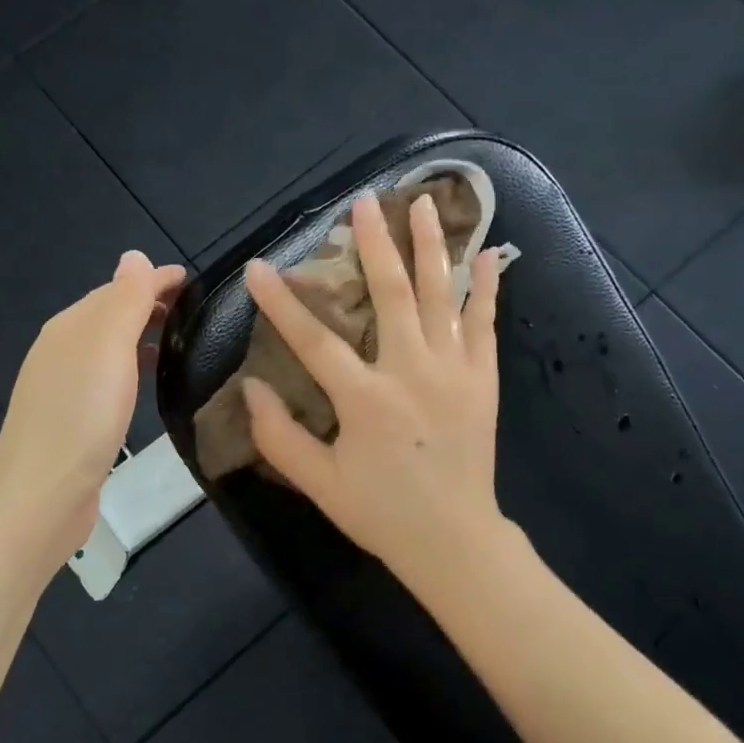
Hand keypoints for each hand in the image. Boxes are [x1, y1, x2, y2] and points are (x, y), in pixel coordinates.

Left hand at [0, 250, 185, 577]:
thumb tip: (134, 255)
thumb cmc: (81, 418)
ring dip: (141, 335)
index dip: (155, 281)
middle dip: (149, 304)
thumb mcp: (108, 349)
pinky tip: (146, 382)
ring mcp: (62, 387)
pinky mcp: (71, 420)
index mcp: (69, 327)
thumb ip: (125, 301)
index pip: (117, 289)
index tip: (196, 283)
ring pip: (108, 347)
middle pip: (110, 315)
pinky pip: (107, 376)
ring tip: (180, 341)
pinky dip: (131, 366)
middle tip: (196, 311)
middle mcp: (61, 350)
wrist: (41, 499)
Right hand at [242, 193, 504, 584]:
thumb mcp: (319, 483)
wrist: (454, 540)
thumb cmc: (381, 512)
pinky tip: (491, 254)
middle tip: (364, 202)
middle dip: (374, 243)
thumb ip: (279, 436)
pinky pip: (485, 324)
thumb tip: (251, 386)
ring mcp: (453, 371)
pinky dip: (488, 288)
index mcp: (365, 399)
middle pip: (390, 294)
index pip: (313, 339)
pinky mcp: (483, 380)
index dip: (281, 302)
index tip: (258, 267)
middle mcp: (410, 372)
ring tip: (422, 203)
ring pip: (440, 295)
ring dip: (430, 247)